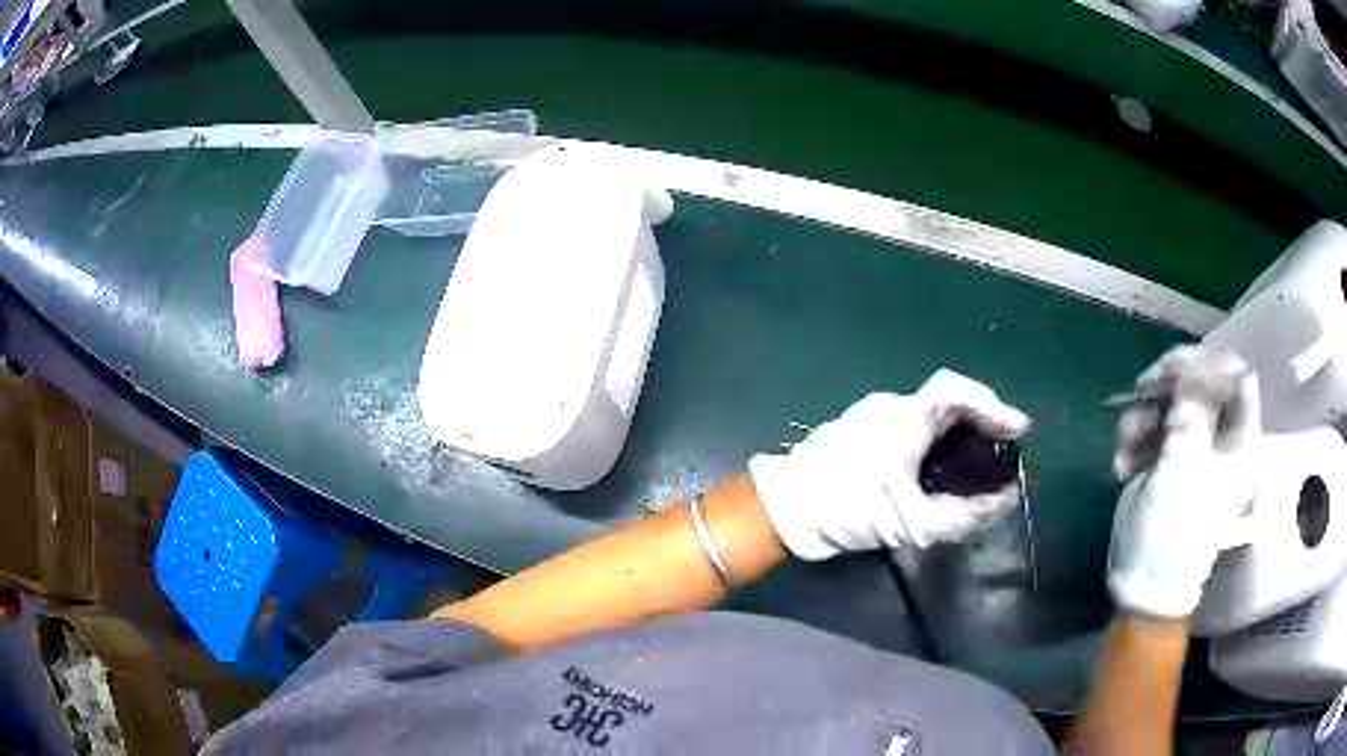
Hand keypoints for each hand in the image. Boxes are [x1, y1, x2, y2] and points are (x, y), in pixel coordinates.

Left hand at [748, 369, 1029, 559]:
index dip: (992, 404)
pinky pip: (911, 423)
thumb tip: (1005, 501)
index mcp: (904, 419)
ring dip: (958, 429)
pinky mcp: (860, 427)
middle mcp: (890, 406)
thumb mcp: (913, 524)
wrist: (787, 510)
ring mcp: (871, 414)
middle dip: (980, 420)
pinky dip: (935, 437)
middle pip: (947, 400)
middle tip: (1002, 447)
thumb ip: (965, 514)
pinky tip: (940, 465)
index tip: (1016, 429)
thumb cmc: (850, 511)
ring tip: (978, 459)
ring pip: (929, 412)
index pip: (956, 389)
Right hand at [1108, 346, 1260, 619]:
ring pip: (1172, 403)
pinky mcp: (1169, 457)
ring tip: (1126, 447)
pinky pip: (1154, 425)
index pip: (1239, 379)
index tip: (1178, 370)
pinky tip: (1122, 464)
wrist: (1144, 583)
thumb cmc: (1173, 533)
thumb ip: (1191, 413)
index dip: (1211, 365)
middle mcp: (1220, 438)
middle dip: (1169, 385)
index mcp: (1239, 442)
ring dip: (1144, 416)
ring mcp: (1194, 447)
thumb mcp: (1183, 470)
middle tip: (1143, 389)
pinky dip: (1134, 437)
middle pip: (1202, 383)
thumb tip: (1190, 369)